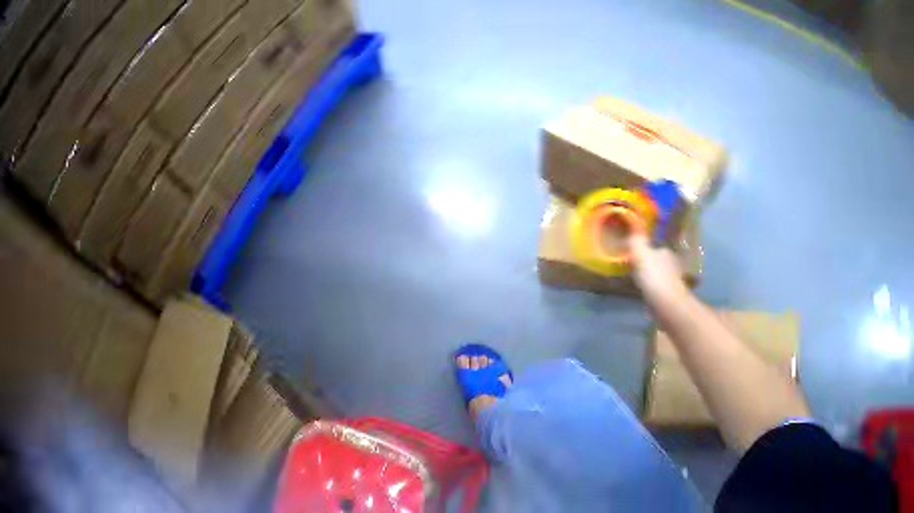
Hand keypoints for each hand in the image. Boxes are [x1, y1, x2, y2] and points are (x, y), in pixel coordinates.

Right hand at [628, 234, 687, 303]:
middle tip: (635, 268)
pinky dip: (652, 291)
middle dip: (649, 264)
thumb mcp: (641, 254)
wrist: (666, 304)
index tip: (634, 255)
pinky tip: (645, 294)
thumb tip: (633, 228)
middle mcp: (672, 264)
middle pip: (658, 261)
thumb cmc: (654, 276)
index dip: (646, 250)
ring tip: (638, 282)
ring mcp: (673, 281)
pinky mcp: (670, 296)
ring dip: (651, 278)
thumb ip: (636, 241)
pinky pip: (659, 290)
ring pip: (659, 276)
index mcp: (666, 252)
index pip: (656, 247)